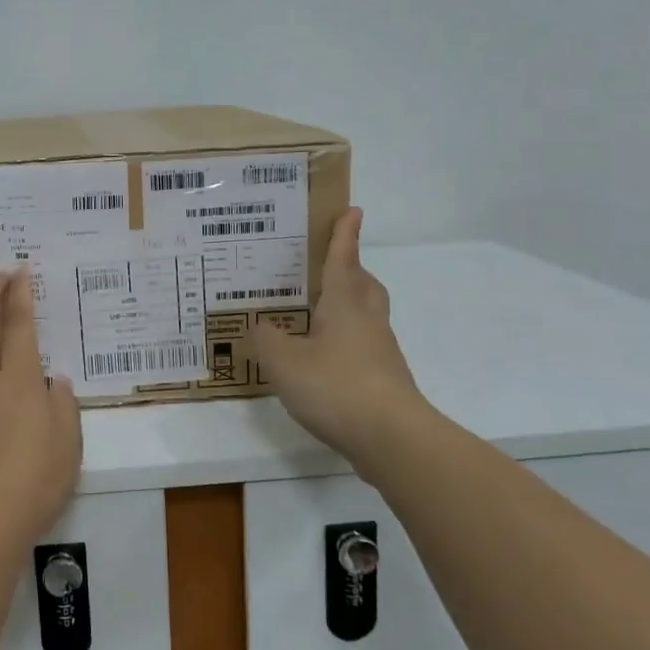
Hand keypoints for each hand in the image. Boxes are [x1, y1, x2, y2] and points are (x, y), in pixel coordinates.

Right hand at [252, 207, 428, 479]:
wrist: (392, 439)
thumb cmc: (336, 386)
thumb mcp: (283, 360)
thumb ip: (265, 339)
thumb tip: (258, 325)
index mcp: (344, 305)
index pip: (343, 260)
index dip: (343, 236)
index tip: (351, 210)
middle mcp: (366, 322)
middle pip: (364, 286)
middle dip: (351, 270)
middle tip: (330, 265)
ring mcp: (380, 353)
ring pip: (366, 317)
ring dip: (347, 307)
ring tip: (316, 314)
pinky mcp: (383, 382)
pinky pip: (362, 348)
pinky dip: (344, 343)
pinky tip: (321, 360)